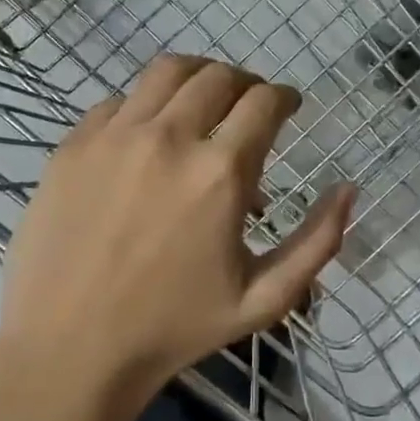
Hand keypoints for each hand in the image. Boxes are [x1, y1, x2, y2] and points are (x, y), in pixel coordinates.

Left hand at [0, 55, 353, 420]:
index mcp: (220, 173)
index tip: (288, 107)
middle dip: (245, 84)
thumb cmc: (174, 329)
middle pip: (218, 76)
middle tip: (249, 106)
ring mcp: (114, 136)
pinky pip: (117, 101)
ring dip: (197, 78)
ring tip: (203, 102)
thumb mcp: (264, 299)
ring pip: (166, 72)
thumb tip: (348, 189)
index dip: (285, 97)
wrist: (71, 348)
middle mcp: (168, 138)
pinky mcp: (73, 146)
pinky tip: (147, 135)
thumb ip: (317, 242)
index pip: (264, 102)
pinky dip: (145, 106)